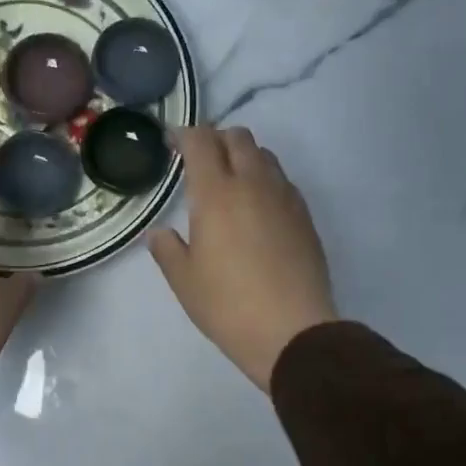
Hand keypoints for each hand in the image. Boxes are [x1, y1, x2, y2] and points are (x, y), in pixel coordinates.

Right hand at [149, 126, 337, 390]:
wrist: (292, 331)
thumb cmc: (227, 305)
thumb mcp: (184, 281)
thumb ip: (167, 250)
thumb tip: (159, 233)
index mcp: (217, 193)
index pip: (201, 142)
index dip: (184, 135)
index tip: (172, 142)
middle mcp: (253, 184)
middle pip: (238, 138)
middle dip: (216, 139)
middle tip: (199, 160)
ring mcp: (285, 197)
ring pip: (264, 156)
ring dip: (243, 156)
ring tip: (229, 182)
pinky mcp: (305, 216)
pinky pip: (282, 181)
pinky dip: (264, 180)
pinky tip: (256, 208)